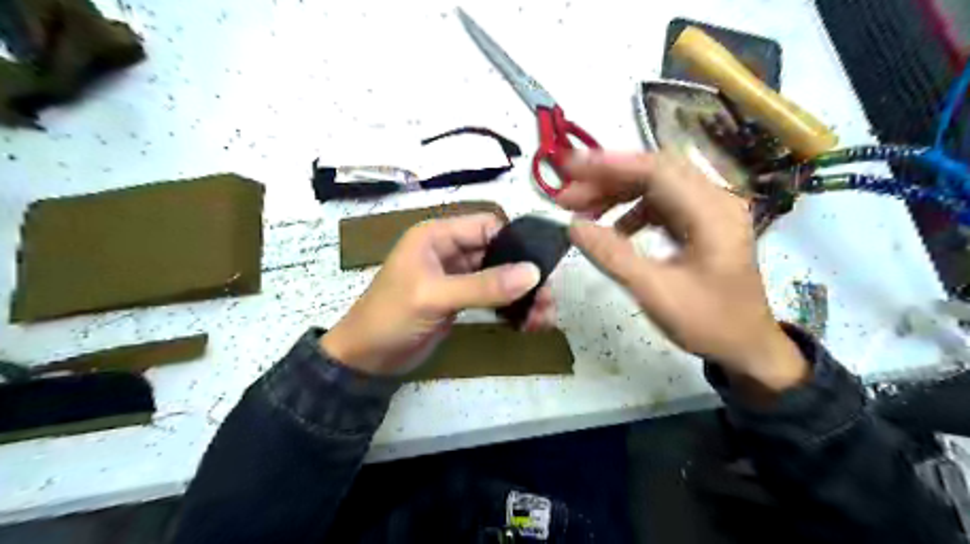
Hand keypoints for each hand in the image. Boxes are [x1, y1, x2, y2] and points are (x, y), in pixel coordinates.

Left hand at [322, 214, 556, 375]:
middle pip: (499, 252)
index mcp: (438, 235)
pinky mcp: (461, 300)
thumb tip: (534, 273)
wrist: (366, 360)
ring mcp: (457, 277)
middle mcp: (450, 250)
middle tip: (549, 301)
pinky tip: (527, 323)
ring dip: (522, 295)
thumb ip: (484, 285)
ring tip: (543, 318)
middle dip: (525, 275)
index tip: (543, 267)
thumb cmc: (391, 318)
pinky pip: (493, 297)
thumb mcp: (435, 297)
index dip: (517, 242)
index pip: (488, 226)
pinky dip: (510, 308)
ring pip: (500, 277)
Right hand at [557, 152, 808, 393]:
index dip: (609, 165)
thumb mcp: (656, 293)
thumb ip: (613, 257)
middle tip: (565, 195)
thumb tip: (573, 227)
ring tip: (582, 210)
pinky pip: (661, 203)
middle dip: (606, 178)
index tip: (569, 168)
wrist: (748, 346)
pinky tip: (613, 227)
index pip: (656, 170)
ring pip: (655, 185)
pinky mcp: (702, 223)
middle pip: (654, 172)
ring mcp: (710, 210)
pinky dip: (631, 209)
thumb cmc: (708, 323)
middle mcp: (714, 200)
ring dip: (616, 192)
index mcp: (711, 213)